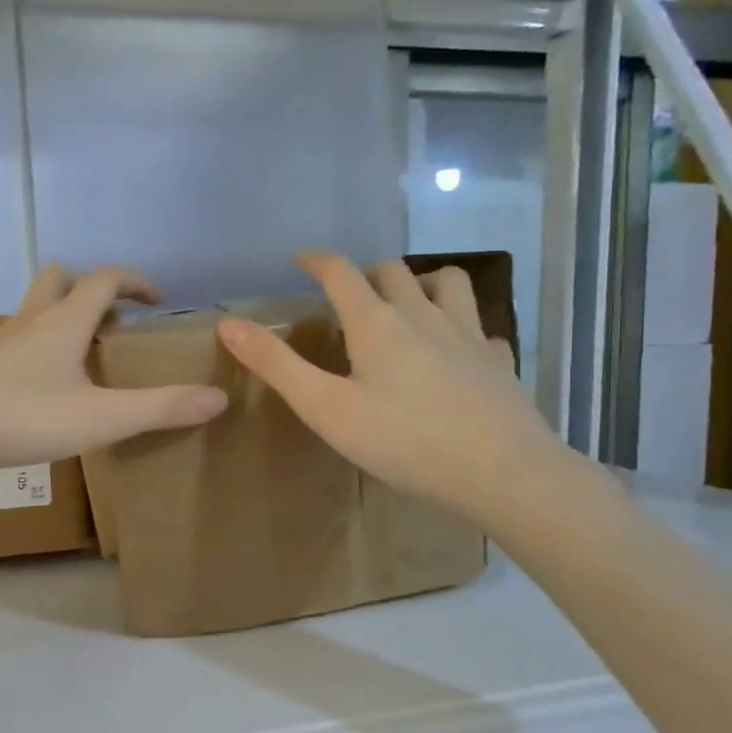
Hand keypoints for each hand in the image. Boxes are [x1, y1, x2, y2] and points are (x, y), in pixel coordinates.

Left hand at [0, 264, 227, 474]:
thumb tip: (218, 397)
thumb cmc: (21, 417)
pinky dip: (40, 345)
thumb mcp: (100, 419)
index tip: (159, 301)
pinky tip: (45, 385)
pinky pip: (18, 339)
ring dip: (63, 316)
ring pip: (35, 309)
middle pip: (59, 278)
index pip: (105, 278)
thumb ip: (159, 408)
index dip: (136, 281)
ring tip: (85, 354)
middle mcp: (30, 320)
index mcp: (63, 321)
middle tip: (114, 320)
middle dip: (91, 288)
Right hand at [216, 250, 565, 522]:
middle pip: (393, 270)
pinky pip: (480, 327)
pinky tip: (457, 352)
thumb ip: (277, 365)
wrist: (503, 473)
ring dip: (422, 283)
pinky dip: (461, 327)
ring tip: (407, 305)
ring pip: (448, 283)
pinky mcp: (498, 361)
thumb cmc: (404, 442)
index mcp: (377, 324)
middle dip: (366, 273)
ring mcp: (469, 334)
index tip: (302, 259)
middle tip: (349, 295)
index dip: (318, 260)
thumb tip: (228, 324)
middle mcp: (424, 315)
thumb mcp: (326, 408)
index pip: (341, 272)